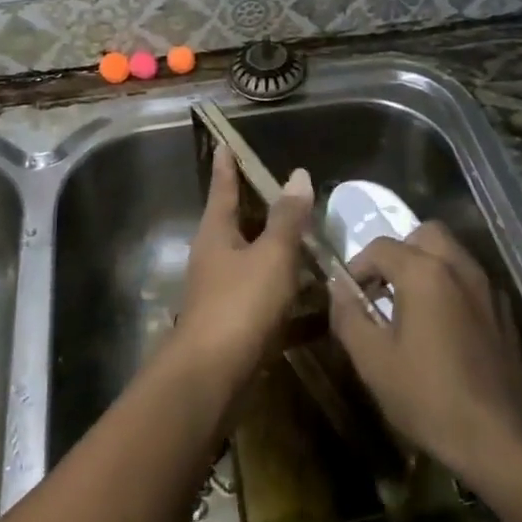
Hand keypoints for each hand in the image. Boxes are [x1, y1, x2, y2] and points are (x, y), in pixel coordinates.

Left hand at [173, 147, 314, 387]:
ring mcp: (221, 291)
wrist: (212, 377)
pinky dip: (283, 289)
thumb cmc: (240, 304)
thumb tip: (297, 174)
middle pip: (235, 222)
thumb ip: (287, 218)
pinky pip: (262, 294)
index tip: (224, 144)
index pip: (222, 188)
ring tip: (305, 239)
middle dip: (256, 207)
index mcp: (216, 233)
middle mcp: (214, 257)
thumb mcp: (272, 255)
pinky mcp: (234, 322)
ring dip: (274, 249)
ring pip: (251, 259)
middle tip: (281, 190)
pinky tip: (309, 295)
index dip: (227, 166)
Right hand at [329, 223, 521, 481]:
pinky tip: (443, 327)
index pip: (380, 247)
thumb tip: (338, 288)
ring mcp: (487, 288)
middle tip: (384, 287)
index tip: (348, 295)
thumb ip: (348, 315)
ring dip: (427, 266)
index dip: (357, 266)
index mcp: (424, 272)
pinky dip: (451, 287)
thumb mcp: (373, 361)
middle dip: (399, 252)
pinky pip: (471, 281)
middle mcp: (458, 267)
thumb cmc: (428, 397)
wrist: (500, 439)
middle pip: (425, 234)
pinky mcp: (504, 312)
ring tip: (409, 306)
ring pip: (452, 254)